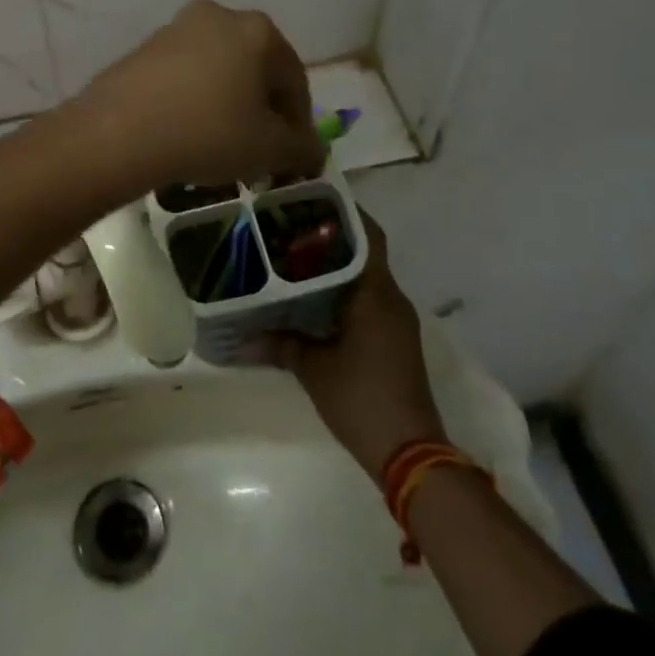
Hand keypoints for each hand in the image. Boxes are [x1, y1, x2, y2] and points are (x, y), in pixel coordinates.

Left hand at [69, 0, 325, 195]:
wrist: (119, 131)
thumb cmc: (208, 132)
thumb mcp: (269, 149)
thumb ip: (302, 148)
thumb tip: (312, 150)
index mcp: (258, 30)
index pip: (295, 80)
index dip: (299, 123)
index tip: (293, 157)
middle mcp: (219, 15)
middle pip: (256, 71)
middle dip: (262, 112)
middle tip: (260, 153)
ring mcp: (176, 28)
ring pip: (220, 72)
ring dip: (229, 106)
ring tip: (223, 148)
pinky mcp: (145, 47)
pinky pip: (186, 76)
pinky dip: (196, 101)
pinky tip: (188, 134)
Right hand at [278, 216, 447, 482]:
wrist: (411, 455)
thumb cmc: (362, 399)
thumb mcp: (313, 368)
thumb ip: (281, 344)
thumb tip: (244, 336)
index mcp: (376, 293)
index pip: (368, 235)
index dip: (344, 213)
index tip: (311, 201)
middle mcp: (391, 299)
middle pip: (364, 253)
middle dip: (330, 240)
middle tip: (290, 230)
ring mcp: (396, 321)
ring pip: (365, 279)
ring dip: (336, 269)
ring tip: (294, 260)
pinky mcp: (395, 341)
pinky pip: (368, 302)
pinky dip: (343, 294)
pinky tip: (312, 301)